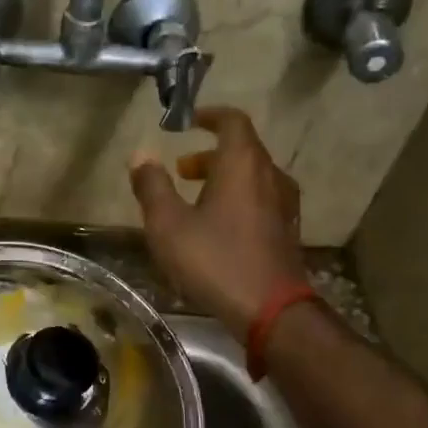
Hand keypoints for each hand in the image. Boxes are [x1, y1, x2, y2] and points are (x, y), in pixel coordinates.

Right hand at [129, 107, 308, 338]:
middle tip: (181, 170)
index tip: (188, 123)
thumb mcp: (168, 225)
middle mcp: (270, 176)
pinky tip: (218, 227)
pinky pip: (261, 200)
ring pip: (253, 177)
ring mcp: (284, 205)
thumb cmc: (215, 260)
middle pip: (243, 150)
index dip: (209, 116)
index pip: (232, 122)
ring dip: (223, 178)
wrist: (270, 310)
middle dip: (210, 154)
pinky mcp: (287, 231)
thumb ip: (152, 187)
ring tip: (195, 199)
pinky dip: (238, 199)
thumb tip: (141, 154)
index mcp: (242, 165)